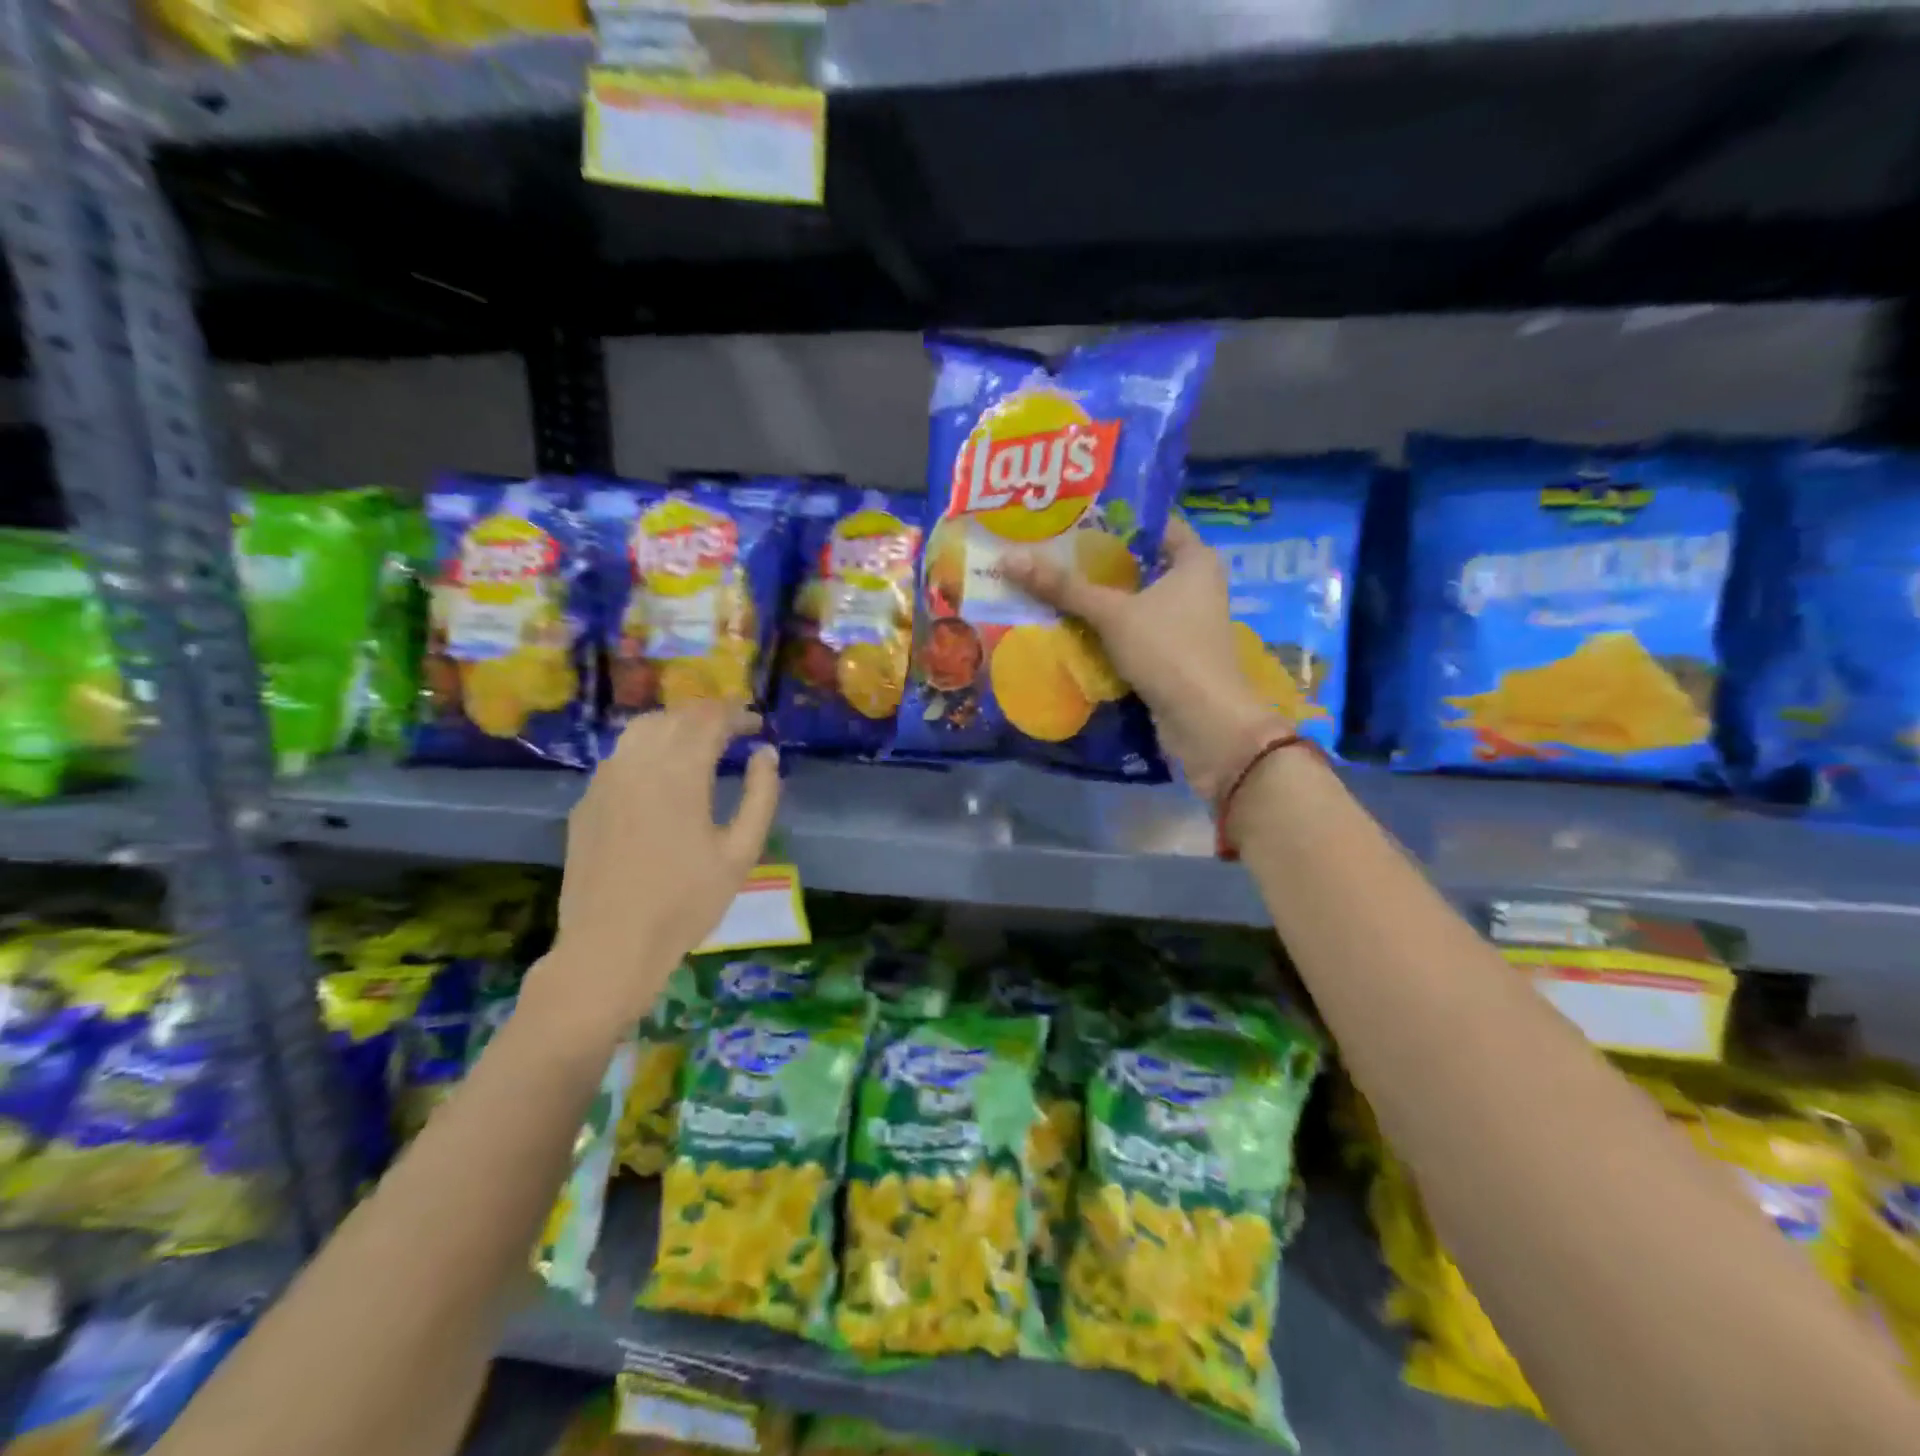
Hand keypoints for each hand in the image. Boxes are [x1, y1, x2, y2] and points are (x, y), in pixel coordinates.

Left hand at [531, 706, 779, 1037]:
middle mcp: (638, 763)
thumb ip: (761, 796)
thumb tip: (766, 755)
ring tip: (697, 742)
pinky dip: (647, 749)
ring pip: (641, 729)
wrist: (610, 945)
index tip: (757, 722)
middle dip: (708, 714)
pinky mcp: (586, 802)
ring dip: (675, 724)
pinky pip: (620, 757)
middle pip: (675, 716)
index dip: (737, 713)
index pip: (710, 718)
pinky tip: (660, 775)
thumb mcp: (741, 853)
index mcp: (680, 772)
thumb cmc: (686, 902)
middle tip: (734, 728)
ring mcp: (605, 780)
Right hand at [1004, 516, 1286, 798]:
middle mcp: (1195, 585)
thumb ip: (1064, 587)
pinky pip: (1133, 631)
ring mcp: (1185, 622)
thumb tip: (1008, 559)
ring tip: (1049, 583)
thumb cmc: (1169, 650)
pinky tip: (1069, 625)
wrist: (1205, 722)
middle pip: (1138, 563)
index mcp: (1195, 560)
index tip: (1070, 515)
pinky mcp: (1172, 654)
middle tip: (1048, 549)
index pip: (1152, 523)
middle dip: (1095, 561)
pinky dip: (1106, 629)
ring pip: (1133, 600)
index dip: (1113, 517)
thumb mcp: (1113, 613)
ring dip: (1097, 598)